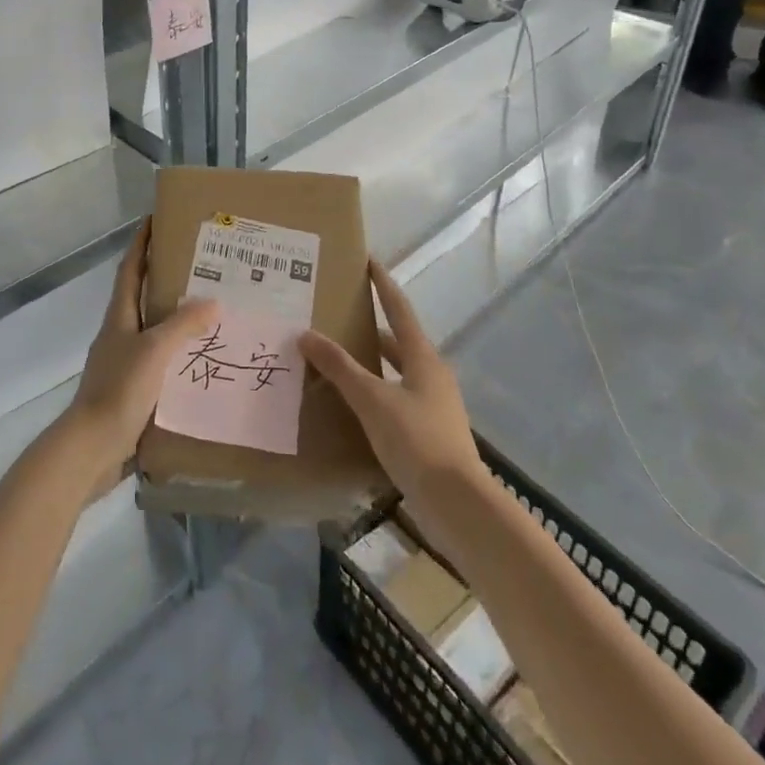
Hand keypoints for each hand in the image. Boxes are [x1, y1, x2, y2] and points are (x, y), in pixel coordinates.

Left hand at [64, 220, 213, 487]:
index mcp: (119, 317)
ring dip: (176, 317)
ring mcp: (124, 363)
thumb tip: (213, 300)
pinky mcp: (132, 391)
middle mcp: (120, 334)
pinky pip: (160, 361)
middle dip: (165, 277)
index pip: (130, 269)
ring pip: (153, 330)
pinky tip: (203, 360)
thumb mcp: (154, 351)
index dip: (141, 243)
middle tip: (201, 266)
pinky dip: (179, 353)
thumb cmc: (118, 391)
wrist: (90, 450)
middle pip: (142, 296)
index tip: (156, 218)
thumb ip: (182, 325)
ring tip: (212, 310)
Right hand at [299, 259, 483, 505]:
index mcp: (422, 357)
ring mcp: (433, 404)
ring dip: (371, 361)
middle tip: (338, 315)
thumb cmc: (416, 440)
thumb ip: (339, 367)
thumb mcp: (372, 400)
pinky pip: (396, 397)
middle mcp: (431, 373)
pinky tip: (354, 403)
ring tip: (338, 358)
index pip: (398, 308)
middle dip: (370, 326)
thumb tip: (306, 334)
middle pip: (397, 340)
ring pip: (396, 370)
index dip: (382, 284)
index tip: (368, 260)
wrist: (457, 503)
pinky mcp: (429, 431)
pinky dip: (375, 390)